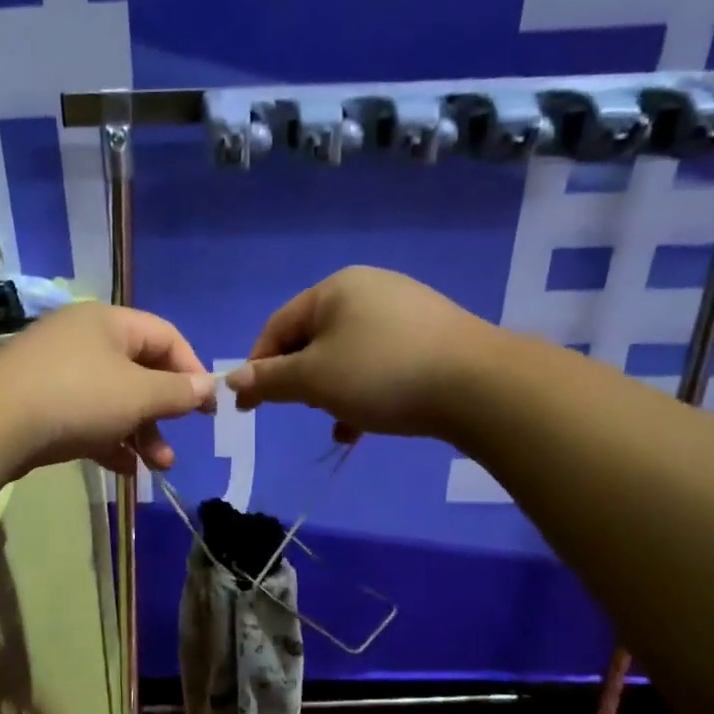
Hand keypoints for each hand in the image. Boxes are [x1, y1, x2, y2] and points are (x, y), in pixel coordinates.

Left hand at [0, 303, 214, 475]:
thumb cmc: (77, 397)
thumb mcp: (137, 394)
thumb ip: (177, 391)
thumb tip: (207, 385)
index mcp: (109, 322)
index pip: (166, 336)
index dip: (192, 370)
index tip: (206, 409)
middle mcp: (83, 340)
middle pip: (139, 371)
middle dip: (163, 412)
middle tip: (178, 443)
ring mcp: (58, 372)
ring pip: (113, 400)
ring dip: (141, 433)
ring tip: (157, 467)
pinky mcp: (40, 404)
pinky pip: (87, 418)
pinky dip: (109, 440)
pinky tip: (125, 469)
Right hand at [226, 266, 486, 440]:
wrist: (480, 385)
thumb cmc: (382, 374)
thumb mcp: (314, 379)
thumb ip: (270, 379)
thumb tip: (233, 378)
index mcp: (334, 289)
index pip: (277, 327)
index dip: (257, 366)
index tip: (248, 405)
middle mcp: (368, 290)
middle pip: (313, 338)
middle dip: (300, 379)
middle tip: (302, 409)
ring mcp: (404, 311)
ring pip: (347, 354)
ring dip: (332, 390)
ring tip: (336, 420)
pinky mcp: (431, 336)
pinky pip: (380, 362)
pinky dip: (364, 390)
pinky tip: (364, 424)